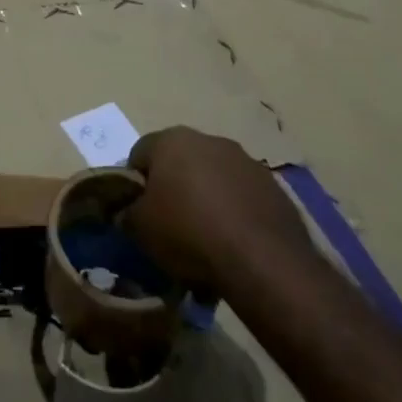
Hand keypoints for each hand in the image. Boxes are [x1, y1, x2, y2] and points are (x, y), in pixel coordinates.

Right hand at [126, 127, 318, 299]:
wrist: (263, 261)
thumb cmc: (189, 233)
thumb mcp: (140, 228)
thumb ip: (127, 213)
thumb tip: (126, 211)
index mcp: (171, 140)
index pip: (140, 153)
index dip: (135, 183)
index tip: (138, 211)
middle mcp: (209, 140)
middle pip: (180, 162)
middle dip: (174, 188)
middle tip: (170, 224)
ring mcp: (246, 162)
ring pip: (214, 178)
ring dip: (206, 199)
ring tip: (206, 239)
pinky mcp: (274, 188)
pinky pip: (243, 197)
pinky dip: (234, 213)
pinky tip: (234, 244)